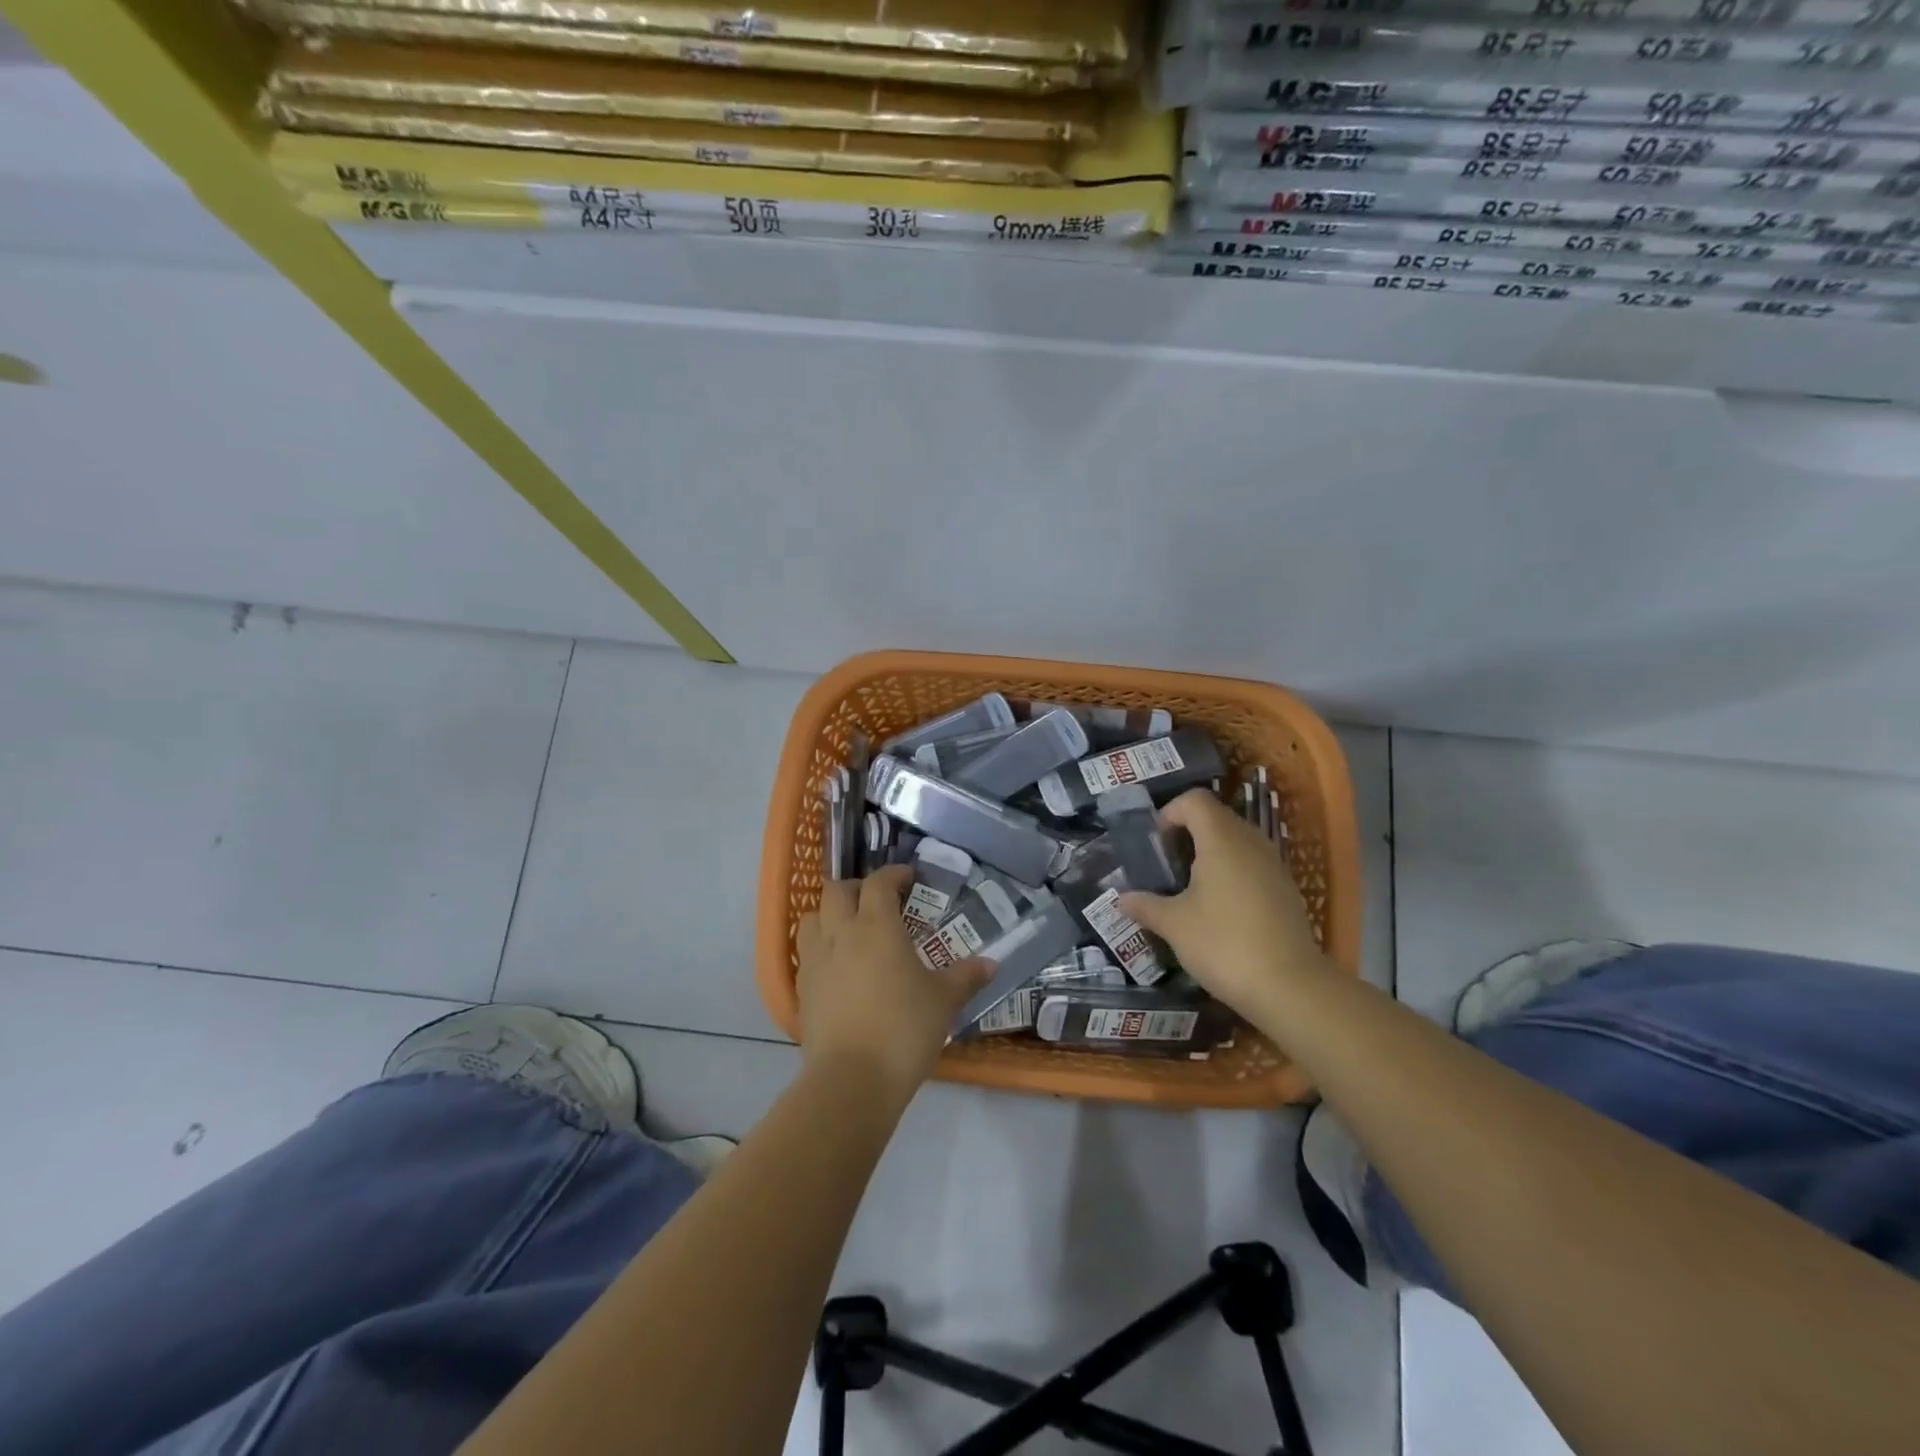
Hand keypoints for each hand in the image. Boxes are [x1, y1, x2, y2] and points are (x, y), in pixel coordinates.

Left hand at [796, 865, 993, 1097]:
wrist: (851, 1080)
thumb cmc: (903, 1029)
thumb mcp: (943, 1001)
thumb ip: (966, 977)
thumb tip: (991, 964)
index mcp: (876, 925)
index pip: (879, 883)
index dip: (893, 874)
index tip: (909, 878)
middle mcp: (840, 932)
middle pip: (836, 890)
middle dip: (857, 888)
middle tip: (877, 901)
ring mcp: (815, 959)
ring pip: (812, 916)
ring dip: (829, 913)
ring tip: (850, 928)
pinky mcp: (800, 988)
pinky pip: (805, 951)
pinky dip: (820, 946)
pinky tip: (837, 966)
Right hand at [1118, 789, 1333, 1022]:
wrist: (1290, 987)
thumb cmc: (1223, 944)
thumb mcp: (1174, 925)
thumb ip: (1145, 905)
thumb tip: (1122, 898)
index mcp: (1221, 840)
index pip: (1195, 800)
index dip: (1170, 812)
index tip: (1156, 844)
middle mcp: (1251, 842)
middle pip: (1216, 817)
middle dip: (1188, 833)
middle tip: (1167, 865)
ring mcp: (1274, 865)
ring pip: (1237, 841)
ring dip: (1211, 853)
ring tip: (1190, 887)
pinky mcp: (1286, 890)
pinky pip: (1253, 864)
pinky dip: (1232, 873)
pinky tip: (1220, 909)